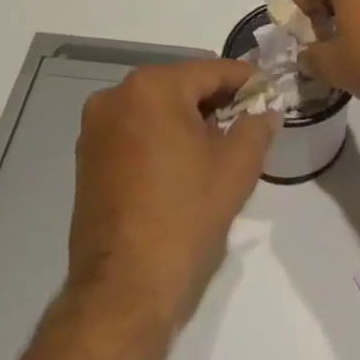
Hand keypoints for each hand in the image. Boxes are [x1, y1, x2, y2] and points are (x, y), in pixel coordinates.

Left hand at [68, 60, 273, 327]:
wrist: (125, 288)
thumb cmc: (186, 214)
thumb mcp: (238, 164)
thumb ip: (257, 125)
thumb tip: (265, 112)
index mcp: (151, 87)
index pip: (212, 70)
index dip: (248, 81)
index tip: (272, 92)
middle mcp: (115, 98)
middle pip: (182, 86)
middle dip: (218, 100)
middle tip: (251, 120)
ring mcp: (96, 130)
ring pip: (158, 110)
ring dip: (190, 120)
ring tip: (223, 144)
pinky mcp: (88, 161)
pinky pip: (137, 133)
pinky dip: (164, 138)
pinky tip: (188, 163)